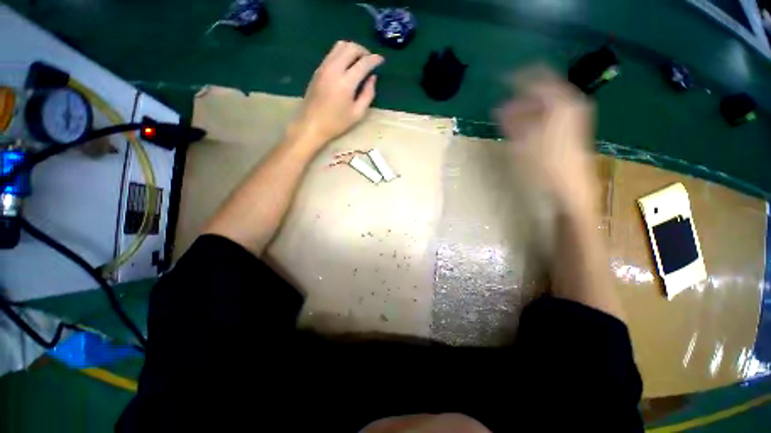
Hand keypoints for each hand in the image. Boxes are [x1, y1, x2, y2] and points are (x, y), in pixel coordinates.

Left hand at [289, 41, 383, 149]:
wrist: (311, 124)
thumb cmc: (336, 123)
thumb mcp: (357, 114)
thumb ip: (368, 94)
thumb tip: (372, 78)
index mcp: (346, 82)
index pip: (363, 63)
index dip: (374, 59)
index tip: (381, 60)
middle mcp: (334, 69)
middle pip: (351, 47)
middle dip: (363, 51)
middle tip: (370, 60)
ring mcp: (324, 67)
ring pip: (340, 46)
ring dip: (352, 49)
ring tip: (359, 61)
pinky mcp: (318, 69)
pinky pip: (332, 53)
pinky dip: (343, 53)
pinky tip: (347, 65)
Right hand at [495, 67, 596, 212]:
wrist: (571, 186)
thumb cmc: (545, 164)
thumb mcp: (523, 141)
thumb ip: (512, 120)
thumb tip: (499, 107)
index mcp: (560, 102)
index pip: (536, 78)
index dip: (517, 77)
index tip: (499, 79)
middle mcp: (569, 103)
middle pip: (542, 90)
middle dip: (520, 96)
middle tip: (502, 105)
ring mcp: (573, 115)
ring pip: (545, 103)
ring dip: (525, 108)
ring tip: (507, 117)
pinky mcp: (572, 127)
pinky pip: (550, 113)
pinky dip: (534, 116)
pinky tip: (522, 125)